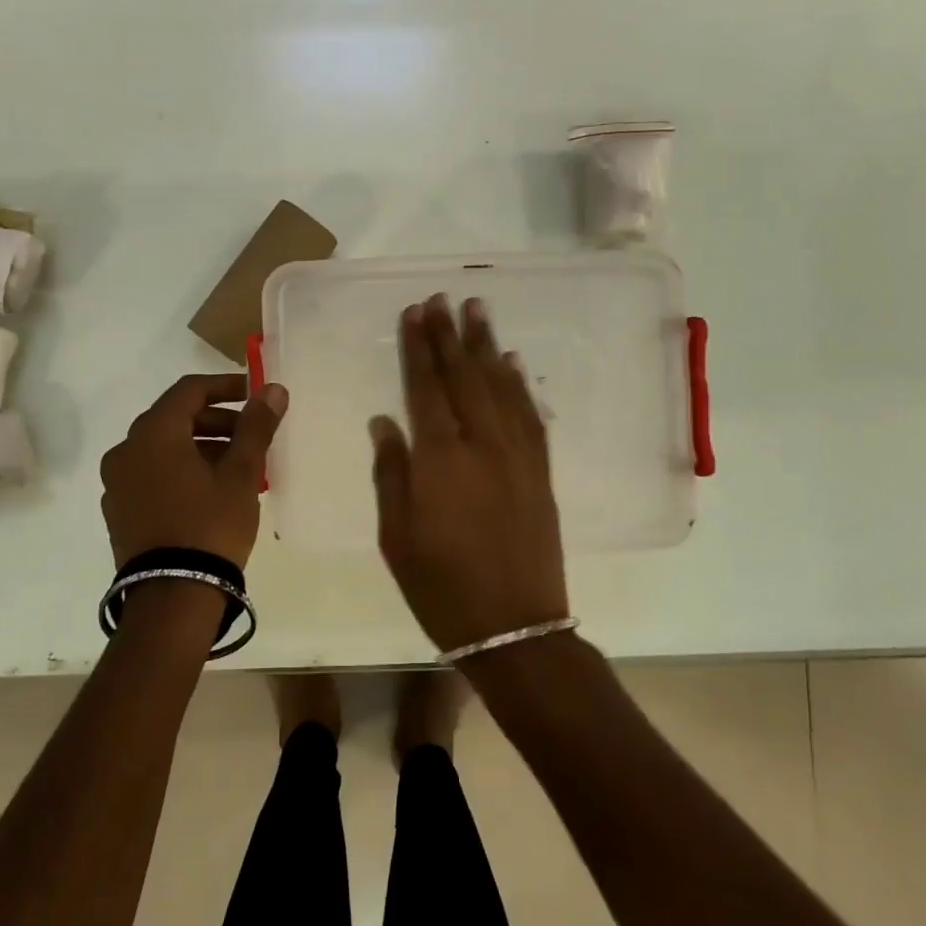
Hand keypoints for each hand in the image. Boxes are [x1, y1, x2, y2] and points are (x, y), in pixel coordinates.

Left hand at [101, 374, 287, 569]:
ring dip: (200, 446)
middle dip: (216, 421)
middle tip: (252, 434)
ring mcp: (117, 483)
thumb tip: (272, 389)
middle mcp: (126, 450)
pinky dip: (181, 470)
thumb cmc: (210, 525)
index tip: (254, 396)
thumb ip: (255, 426)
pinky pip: (153, 474)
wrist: (172, 597)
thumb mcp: (241, 473)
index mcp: (153, 433)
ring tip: (238, 466)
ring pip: (164, 448)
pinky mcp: (119, 512)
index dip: (225, 386)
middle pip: (175, 418)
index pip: (189, 390)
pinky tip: (210, 492)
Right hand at [370, 294, 568, 652]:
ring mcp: (517, 455)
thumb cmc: (441, 587)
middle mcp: (482, 445)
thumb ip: (391, 473)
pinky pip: (530, 416)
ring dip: (487, 346)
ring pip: (500, 387)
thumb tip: (384, 422)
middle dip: (451, 335)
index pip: (425, 388)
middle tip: (443, 298)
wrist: (515, 627)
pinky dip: (520, 385)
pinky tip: (513, 363)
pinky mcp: (540, 471)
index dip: (419, 348)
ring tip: (478, 310)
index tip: (414, 313)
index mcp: (440, 459)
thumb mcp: (397, 537)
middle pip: (464, 377)